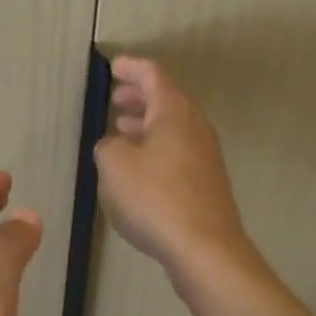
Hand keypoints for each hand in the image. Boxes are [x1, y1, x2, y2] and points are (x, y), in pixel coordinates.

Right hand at [94, 56, 249, 274]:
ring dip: (146, 125)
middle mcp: (195, 127)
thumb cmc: (155, 198)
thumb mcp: (115, 166)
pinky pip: (178, 153)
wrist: (205, 249)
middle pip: (167, 101)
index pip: (153, 75)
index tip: (113, 67)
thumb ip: (108, 146)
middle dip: (139, 97)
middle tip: (116, 99)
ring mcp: (206, 157)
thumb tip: (114, 145)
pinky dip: (156, 149)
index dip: (132, 68)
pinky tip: (139, 169)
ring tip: (121, 131)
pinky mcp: (207, 184)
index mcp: (174, 112)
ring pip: (173, 129)